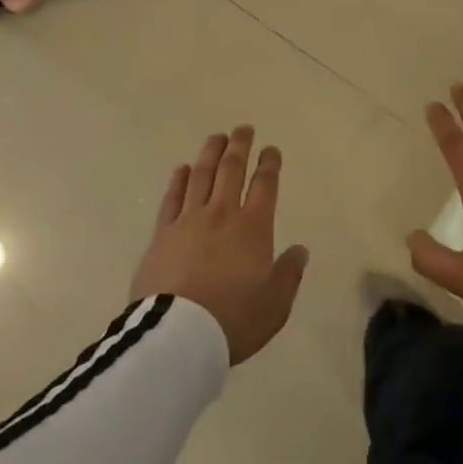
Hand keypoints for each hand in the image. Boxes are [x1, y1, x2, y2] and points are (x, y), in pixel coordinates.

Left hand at [131, 126, 308, 364]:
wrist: (178, 335)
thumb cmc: (233, 319)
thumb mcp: (275, 305)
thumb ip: (289, 274)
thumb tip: (300, 250)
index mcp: (253, 228)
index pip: (264, 186)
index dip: (269, 164)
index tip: (271, 149)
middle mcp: (221, 214)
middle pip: (231, 170)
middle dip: (240, 146)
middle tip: (244, 129)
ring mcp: (188, 221)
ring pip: (201, 176)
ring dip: (210, 153)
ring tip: (216, 137)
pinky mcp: (162, 234)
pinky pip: (172, 198)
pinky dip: (179, 180)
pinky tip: (182, 168)